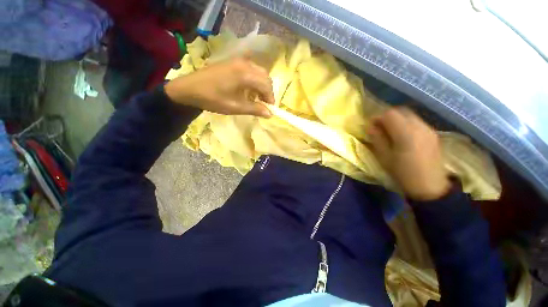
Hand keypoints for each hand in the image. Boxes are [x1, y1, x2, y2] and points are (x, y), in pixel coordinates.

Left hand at [165, 55, 274, 117]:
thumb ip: (254, 109)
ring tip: (256, 99)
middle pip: (265, 76)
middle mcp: (245, 63)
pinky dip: (254, 81)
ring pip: (259, 72)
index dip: (270, 98)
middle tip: (263, 105)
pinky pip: (250, 70)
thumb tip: (270, 114)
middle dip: (267, 91)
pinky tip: (248, 90)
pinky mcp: (233, 62)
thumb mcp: (235, 107)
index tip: (269, 110)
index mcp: (245, 74)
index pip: (267, 85)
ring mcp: (238, 61)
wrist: (189, 88)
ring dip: (261, 86)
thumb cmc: (213, 98)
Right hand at [368, 107, 450, 200]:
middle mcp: (419, 126)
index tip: (371, 126)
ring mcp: (428, 129)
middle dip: (387, 116)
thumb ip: (377, 139)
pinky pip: (417, 122)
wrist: (430, 187)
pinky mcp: (433, 134)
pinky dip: (406, 124)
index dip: (378, 117)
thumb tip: (370, 127)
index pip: (390, 114)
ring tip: (390, 132)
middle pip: (401, 111)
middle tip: (379, 128)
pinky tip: (403, 136)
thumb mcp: (384, 157)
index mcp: (406, 133)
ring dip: (397, 120)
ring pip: (409, 115)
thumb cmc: (403, 173)